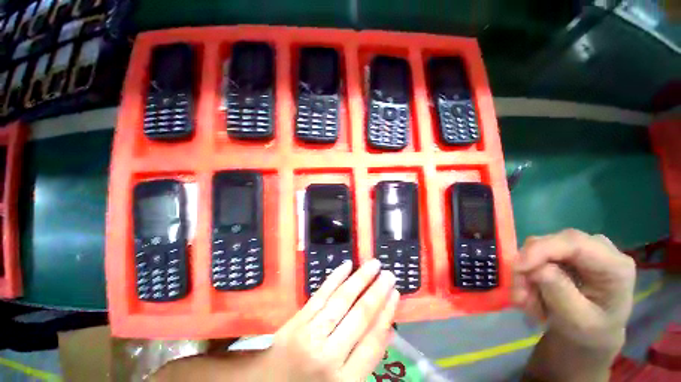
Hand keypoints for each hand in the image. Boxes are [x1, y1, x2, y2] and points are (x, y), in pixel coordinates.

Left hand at [262, 259, 398, 381]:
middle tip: (389, 274)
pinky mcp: (298, 319)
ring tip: (373, 265)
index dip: (386, 314)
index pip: (373, 340)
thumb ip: (366, 359)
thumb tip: (388, 329)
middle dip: (377, 292)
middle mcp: (329, 355)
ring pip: (342, 300)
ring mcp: (311, 334)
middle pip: (360, 316)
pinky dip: (335, 278)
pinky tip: (347, 266)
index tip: (395, 294)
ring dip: (360, 279)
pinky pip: (321, 294)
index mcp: (345, 380)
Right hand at [514, 229, 635, 349]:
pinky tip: (530, 293)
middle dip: (529, 266)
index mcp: (615, 266)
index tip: (517, 268)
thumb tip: (537, 269)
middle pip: (553, 243)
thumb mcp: (578, 321)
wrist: (592, 334)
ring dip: (526, 274)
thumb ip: (561, 294)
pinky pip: (535, 254)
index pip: (574, 243)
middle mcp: (600, 249)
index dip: (541, 250)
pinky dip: (527, 273)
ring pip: (538, 248)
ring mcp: (581, 248)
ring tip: (525, 300)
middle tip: (519, 295)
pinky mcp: (565, 252)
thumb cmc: (591, 333)